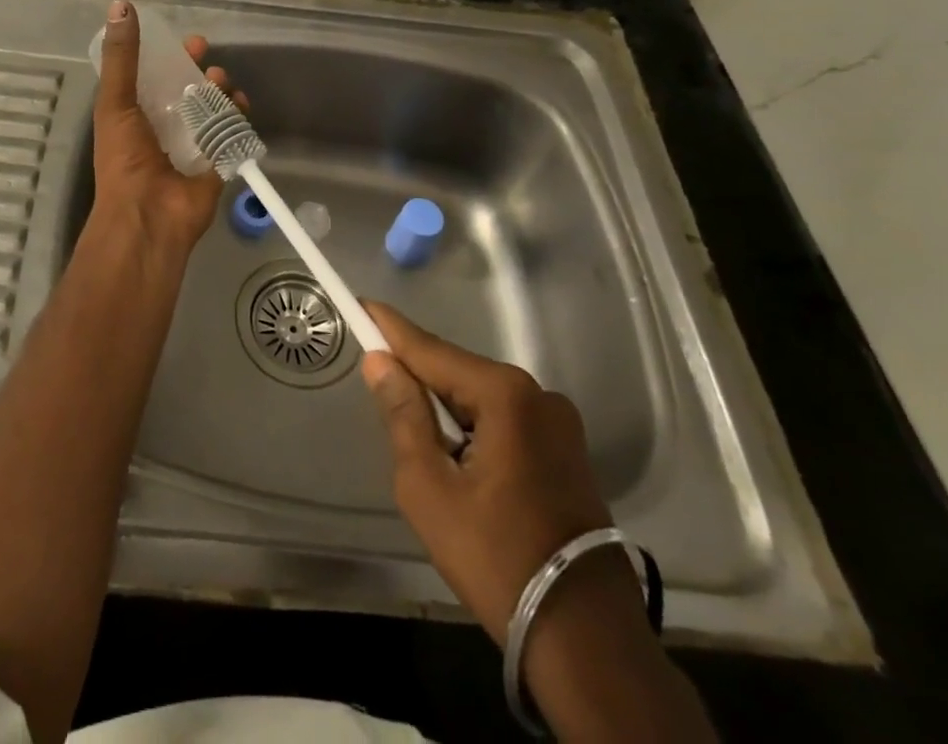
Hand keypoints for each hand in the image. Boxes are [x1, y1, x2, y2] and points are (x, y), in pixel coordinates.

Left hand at [89, 0, 247, 260]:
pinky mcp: (217, 160)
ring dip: (219, 89)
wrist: (148, 215)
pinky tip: (240, 103)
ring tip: (219, 83)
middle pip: (187, 89)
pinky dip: (239, 115)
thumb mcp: (116, 101)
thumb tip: (120, 5)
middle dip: (199, 70)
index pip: (155, 76)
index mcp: (136, 114)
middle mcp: (164, 126)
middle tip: (206, 59)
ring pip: (212, 107)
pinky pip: (232, 131)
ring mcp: (192, 145)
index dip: (170, 57)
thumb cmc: (124, 157)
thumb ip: (122, 57)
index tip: (186, 42)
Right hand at [359, 302, 626, 643]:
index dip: (390, 328)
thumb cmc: (496, 559)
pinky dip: (473, 428)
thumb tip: (380, 362)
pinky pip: (504, 420)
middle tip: (379, 391)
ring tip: (418, 442)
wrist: (587, 644)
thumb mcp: (429, 488)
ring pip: (480, 398)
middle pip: (457, 372)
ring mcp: (559, 423)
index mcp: (505, 395)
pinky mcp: (567, 452)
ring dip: (445, 409)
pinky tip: (458, 460)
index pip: (430, 349)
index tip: (360, 303)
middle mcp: (537, 395)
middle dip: (417, 378)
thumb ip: (403, 415)